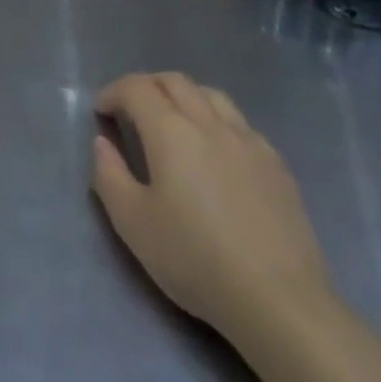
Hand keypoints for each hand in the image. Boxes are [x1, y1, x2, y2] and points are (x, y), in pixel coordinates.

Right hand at [93, 73, 329, 336]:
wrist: (279, 300)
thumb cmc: (196, 260)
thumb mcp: (134, 225)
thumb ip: (109, 176)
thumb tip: (103, 143)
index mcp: (171, 130)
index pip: (137, 88)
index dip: (114, 92)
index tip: (102, 111)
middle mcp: (209, 121)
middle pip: (174, 81)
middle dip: (147, 86)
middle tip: (132, 109)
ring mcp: (248, 139)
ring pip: (210, 95)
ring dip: (185, 96)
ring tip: (175, 121)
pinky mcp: (276, 163)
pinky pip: (240, 123)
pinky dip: (218, 121)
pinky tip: (219, 151)